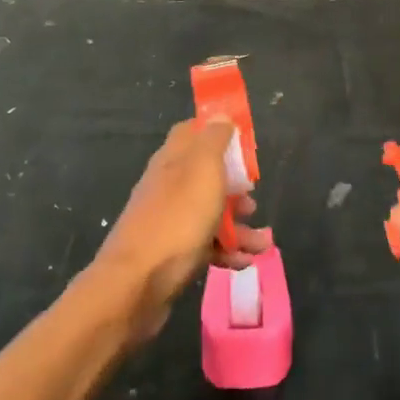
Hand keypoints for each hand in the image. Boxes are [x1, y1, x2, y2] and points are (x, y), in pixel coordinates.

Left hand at [90, 118, 271, 343]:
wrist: (137, 284)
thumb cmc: (177, 219)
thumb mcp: (203, 169)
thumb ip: (214, 139)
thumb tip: (220, 115)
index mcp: (172, 159)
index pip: (192, 132)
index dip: (218, 134)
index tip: (244, 145)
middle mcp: (168, 185)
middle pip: (207, 176)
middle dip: (236, 188)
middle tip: (253, 199)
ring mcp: (170, 220)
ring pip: (210, 213)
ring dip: (240, 226)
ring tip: (263, 242)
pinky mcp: (173, 253)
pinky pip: (206, 245)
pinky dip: (227, 251)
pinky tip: (244, 261)